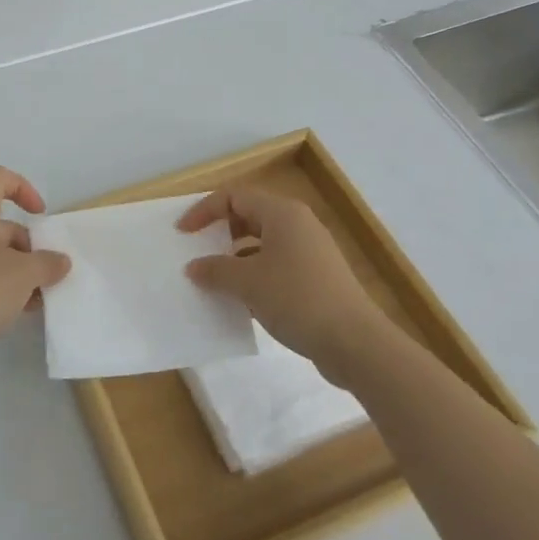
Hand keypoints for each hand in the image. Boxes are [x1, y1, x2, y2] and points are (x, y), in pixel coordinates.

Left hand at [0, 166, 72, 371]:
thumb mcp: (26, 274)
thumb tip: (60, 261)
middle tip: (47, 270)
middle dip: (29, 244)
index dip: (21, 187)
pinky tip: (23, 311)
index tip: (39, 214)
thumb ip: (49, 263)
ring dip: (21, 269)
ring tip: (40, 296)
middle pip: (1, 222)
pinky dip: (6, 287)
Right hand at [177, 187, 382, 372]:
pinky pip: (276, 264)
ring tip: (215, 279)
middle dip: (220, 232)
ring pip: (262, 242)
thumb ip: (215, 270)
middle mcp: (298, 224)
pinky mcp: (317, 277)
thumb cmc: (297, 299)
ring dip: (236, 257)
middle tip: (198, 252)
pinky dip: (255, 275)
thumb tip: (194, 267)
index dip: (203, 211)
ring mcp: (310, 251)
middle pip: (248, 215)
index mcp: (281, 213)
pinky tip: (242, 300)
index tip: (183, 233)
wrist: (356, 343)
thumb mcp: (247, 282)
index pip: (233, 196)